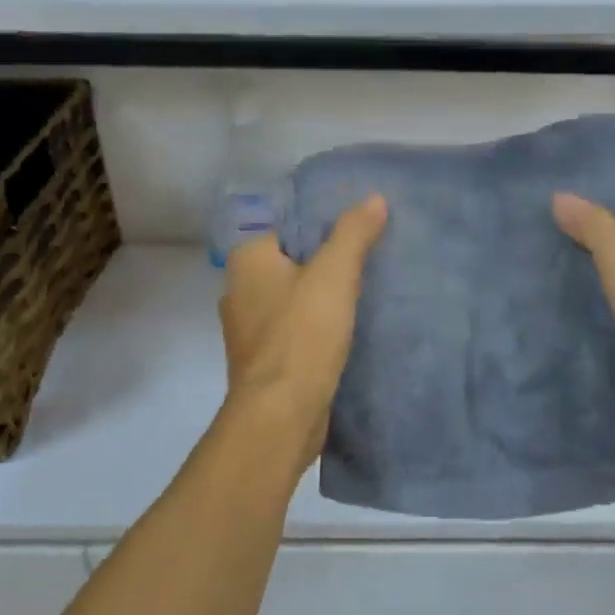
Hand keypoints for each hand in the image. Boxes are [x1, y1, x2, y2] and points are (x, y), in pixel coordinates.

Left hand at [218, 195, 388, 475]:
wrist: (281, 416)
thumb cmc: (302, 335)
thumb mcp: (334, 275)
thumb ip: (353, 233)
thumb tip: (374, 198)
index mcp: (247, 260)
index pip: (289, 226)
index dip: (326, 223)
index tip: (362, 227)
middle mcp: (240, 290)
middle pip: (294, 261)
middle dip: (329, 261)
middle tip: (373, 256)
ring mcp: (250, 329)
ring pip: (296, 297)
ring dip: (325, 296)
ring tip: (369, 290)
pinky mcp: (266, 360)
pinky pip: (297, 328)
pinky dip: (320, 325)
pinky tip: (350, 328)